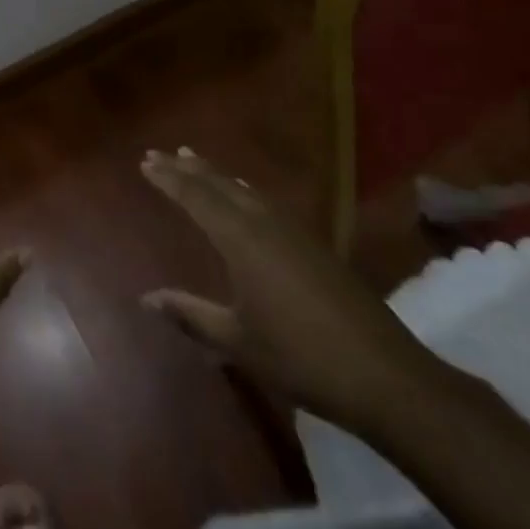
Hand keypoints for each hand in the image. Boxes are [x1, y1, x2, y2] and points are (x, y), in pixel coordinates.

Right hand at [139, 147, 433, 431]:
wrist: (384, 375)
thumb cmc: (301, 358)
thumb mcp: (238, 341)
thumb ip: (190, 315)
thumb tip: (146, 298)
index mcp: (241, 239)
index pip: (196, 197)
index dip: (169, 179)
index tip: (145, 162)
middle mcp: (265, 223)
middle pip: (219, 184)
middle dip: (187, 168)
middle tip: (160, 153)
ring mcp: (294, 230)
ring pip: (244, 188)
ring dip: (215, 173)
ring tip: (193, 160)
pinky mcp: (315, 244)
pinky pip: (266, 201)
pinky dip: (243, 189)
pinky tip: (244, 192)